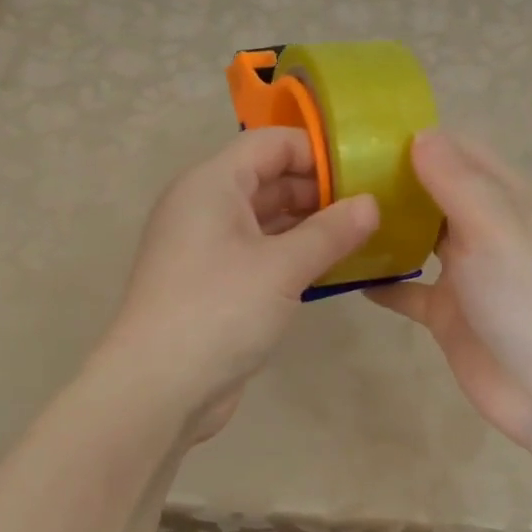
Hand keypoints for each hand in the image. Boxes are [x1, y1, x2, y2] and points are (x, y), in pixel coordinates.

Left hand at [102, 128, 378, 439]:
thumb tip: (372, 204)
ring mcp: (205, 247)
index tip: (363, 174)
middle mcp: (203, 207)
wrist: (158, 388)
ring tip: (360, 236)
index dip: (317, 152)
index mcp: (211, 185)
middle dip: (317, 191)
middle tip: (370, 209)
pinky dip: (291, 254)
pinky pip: (257, 253)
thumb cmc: (219, 311)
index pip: (270, 144)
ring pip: (264, 219)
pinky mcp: (212, 283)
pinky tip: (329, 268)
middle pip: (267, 179)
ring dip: (308, 225)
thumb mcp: (283, 267)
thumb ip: (331, 232)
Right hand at [367, 131, 531, 447]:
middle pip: (438, 195)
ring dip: (387, 230)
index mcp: (507, 202)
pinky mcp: (449, 316)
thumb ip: (458, 182)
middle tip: (339, 175)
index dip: (424, 141)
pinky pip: (409, 292)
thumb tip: (421, 135)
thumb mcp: (495, 228)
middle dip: (397, 183)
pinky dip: (383, 284)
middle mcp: (487, 232)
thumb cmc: (528, 299)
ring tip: (337, 216)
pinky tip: (346, 276)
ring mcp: (468, 276)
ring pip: (421, 241)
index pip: (465, 154)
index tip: (368, 136)